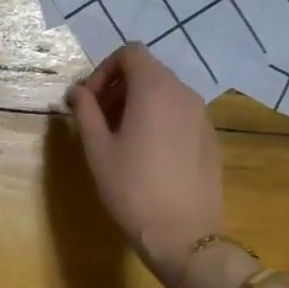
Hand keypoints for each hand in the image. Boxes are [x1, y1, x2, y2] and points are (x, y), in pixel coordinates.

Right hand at [67, 42, 222, 287]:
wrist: (183, 235)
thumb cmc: (131, 188)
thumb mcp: (97, 149)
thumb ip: (86, 111)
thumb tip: (77, 92)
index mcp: (154, 89)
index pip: (130, 53)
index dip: (104, 70)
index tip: (89, 102)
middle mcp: (183, 93)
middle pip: (148, 71)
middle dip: (119, 87)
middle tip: (99, 121)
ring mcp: (202, 115)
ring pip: (165, 93)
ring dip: (139, 103)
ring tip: (121, 139)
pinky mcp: (211, 138)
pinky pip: (181, 114)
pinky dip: (160, 120)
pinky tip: (148, 155)